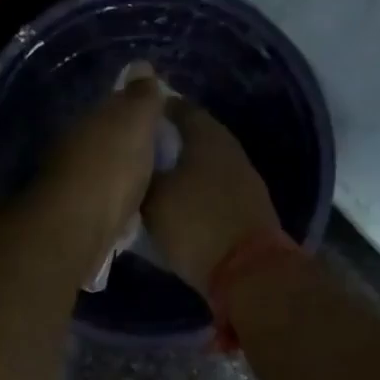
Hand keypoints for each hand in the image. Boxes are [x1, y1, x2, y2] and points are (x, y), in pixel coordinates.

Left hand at [30, 76, 167, 271]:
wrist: (75, 227)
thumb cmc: (110, 168)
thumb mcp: (134, 123)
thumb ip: (140, 97)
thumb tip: (140, 65)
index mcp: (88, 122)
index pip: (113, 108)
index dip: (137, 111)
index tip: (161, 119)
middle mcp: (74, 148)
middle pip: (106, 140)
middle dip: (128, 144)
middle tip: (161, 153)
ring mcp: (72, 184)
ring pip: (102, 171)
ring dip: (120, 174)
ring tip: (151, 182)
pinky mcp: (76, 217)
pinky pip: (103, 201)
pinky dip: (116, 201)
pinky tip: (132, 209)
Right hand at [142, 100, 281, 294]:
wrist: (249, 271)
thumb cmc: (196, 223)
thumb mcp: (153, 199)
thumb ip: (141, 175)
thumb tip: (132, 162)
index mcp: (207, 136)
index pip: (179, 108)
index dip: (155, 110)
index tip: (131, 117)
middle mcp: (229, 150)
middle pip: (194, 136)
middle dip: (166, 141)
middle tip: (136, 151)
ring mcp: (243, 180)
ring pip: (203, 164)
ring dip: (180, 169)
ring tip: (150, 179)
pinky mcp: (247, 208)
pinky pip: (212, 189)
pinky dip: (193, 191)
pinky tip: (174, 203)